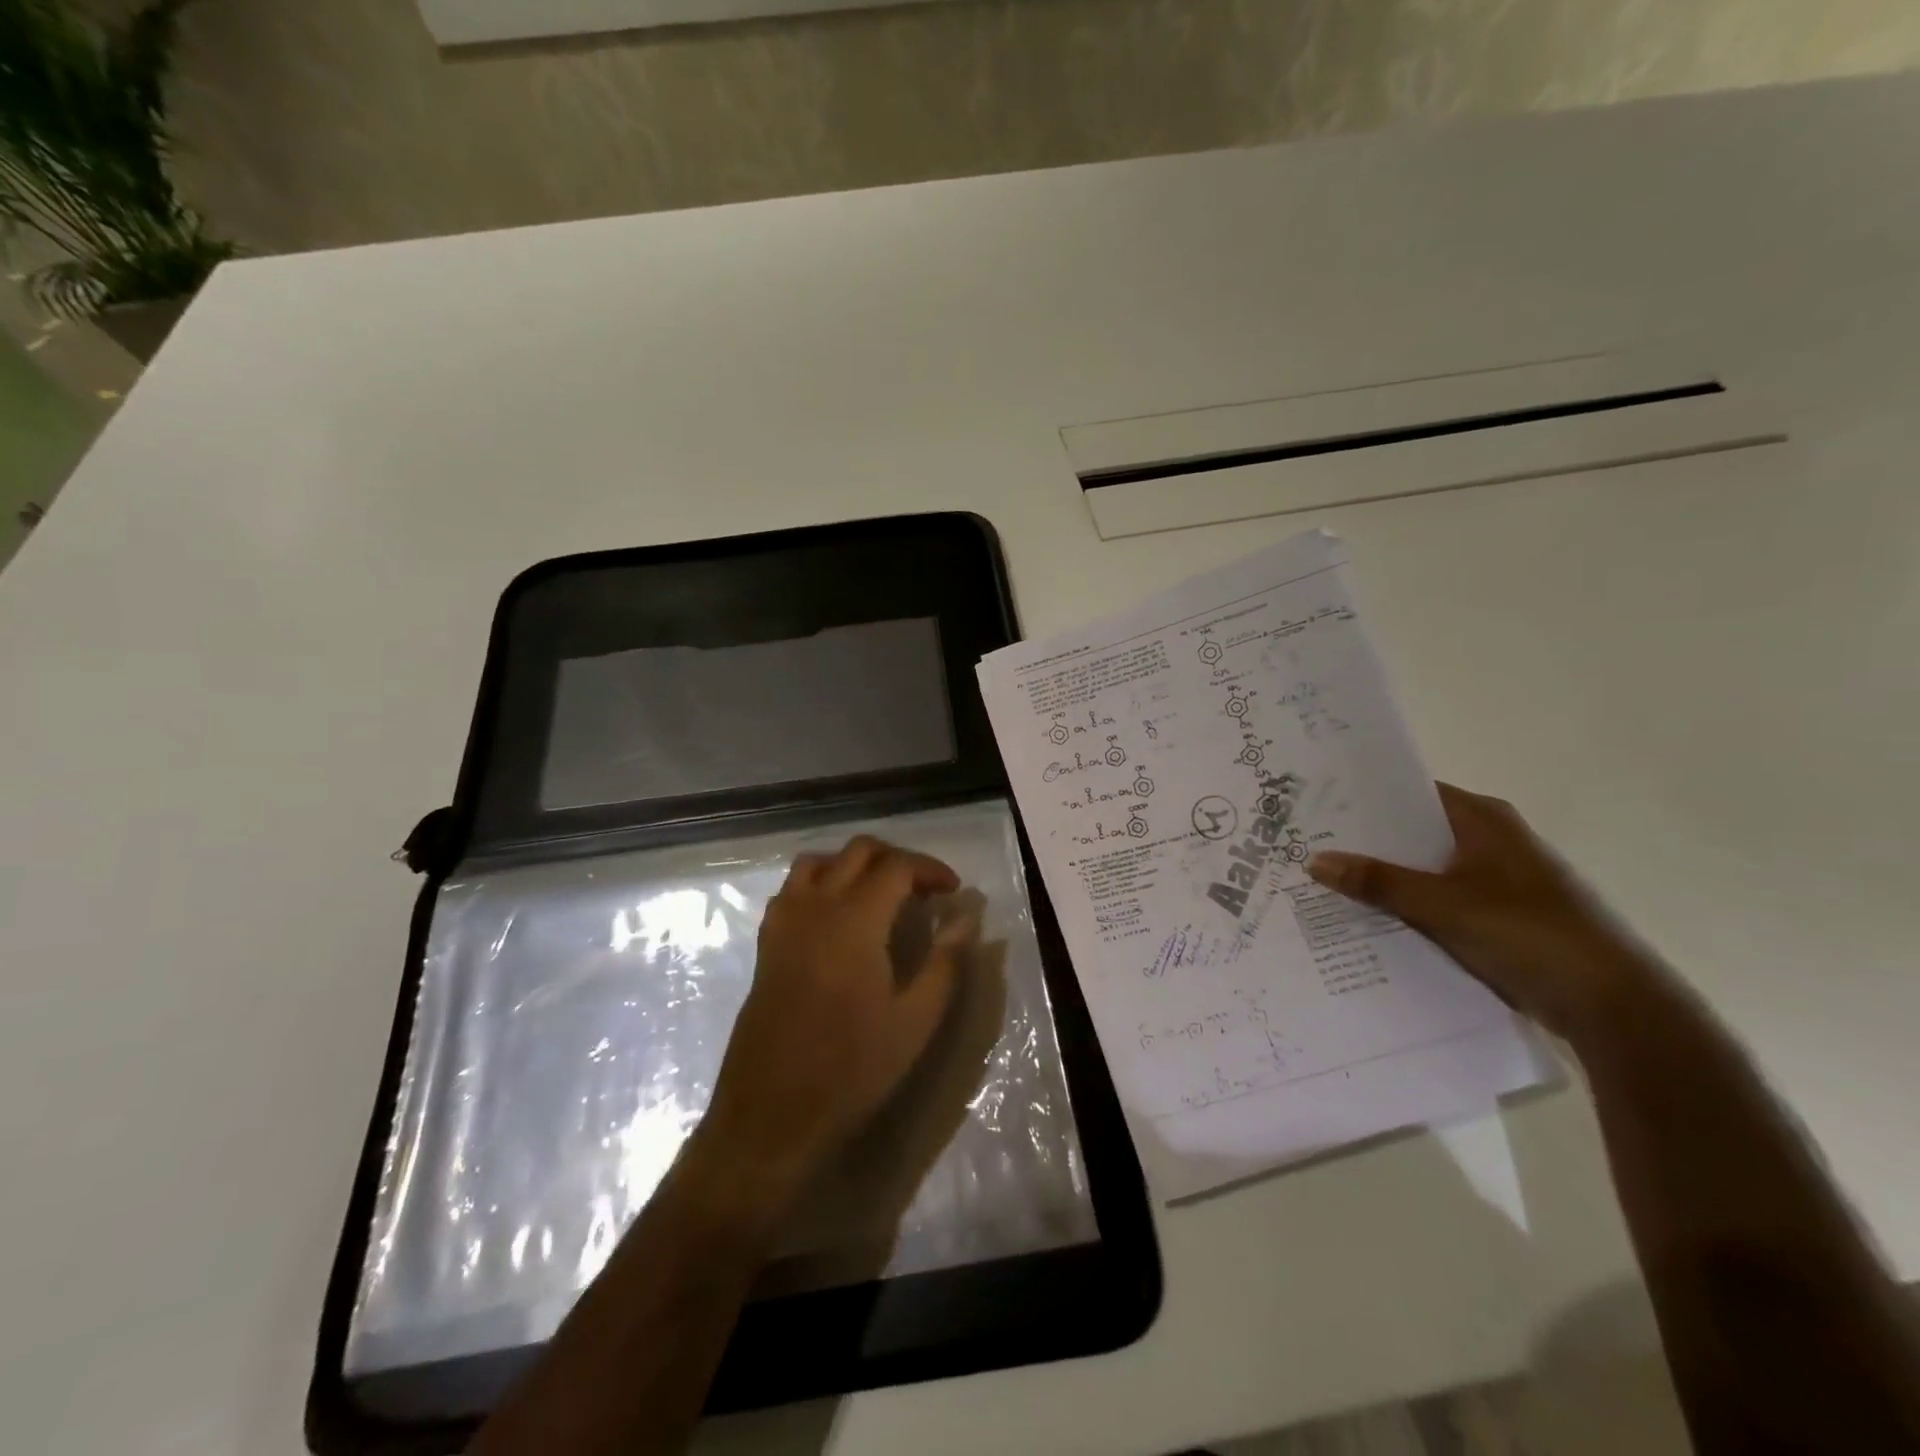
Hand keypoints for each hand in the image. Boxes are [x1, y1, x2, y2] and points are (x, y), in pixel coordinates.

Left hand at [696, 835, 983, 1198]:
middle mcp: (815, 906)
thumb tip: (968, 917)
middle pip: (858, 851)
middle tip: (923, 890)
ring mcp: (784, 922)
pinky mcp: (767, 943)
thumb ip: (945, 961)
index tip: (953, 891)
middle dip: (897, 860)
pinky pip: (793, 889)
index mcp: (855, 920)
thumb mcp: (915, 1020)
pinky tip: (838, 918)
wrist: (771, 1115)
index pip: (896, 866)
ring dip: (854, 865)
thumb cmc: (852, 1069)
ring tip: (881, 895)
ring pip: (819, 861)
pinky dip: (821, 883)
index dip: (930, 869)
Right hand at [1306, 783, 1663, 1043]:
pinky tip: (1364, 917)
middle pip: (1412, 832)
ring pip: (1422, 869)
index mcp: (1482, 819)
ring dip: (1382, 877)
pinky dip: (1405, 905)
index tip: (1313, 803)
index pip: (1409, 792)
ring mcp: (1494, 879)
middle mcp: (1488, 840)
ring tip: (1322, 879)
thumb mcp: (1442, 905)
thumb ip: (1377, 882)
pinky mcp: (1496, 915)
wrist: (1611, 1005)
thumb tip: (1314, 860)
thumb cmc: (1528, 933)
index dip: (1362, 796)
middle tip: (1305, 842)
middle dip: (1364, 841)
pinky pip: (1436, 900)